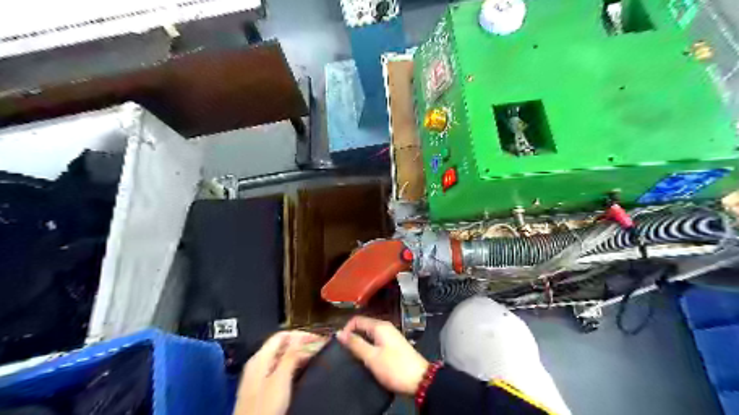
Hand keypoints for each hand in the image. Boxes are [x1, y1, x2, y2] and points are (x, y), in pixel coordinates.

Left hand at [233, 330, 324, 414]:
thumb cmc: (263, 409)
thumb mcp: (281, 379)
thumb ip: (290, 356)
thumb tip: (300, 337)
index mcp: (260, 358)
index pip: (282, 335)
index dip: (301, 335)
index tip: (317, 338)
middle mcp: (257, 363)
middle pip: (281, 345)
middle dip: (301, 343)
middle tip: (318, 347)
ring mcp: (258, 375)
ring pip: (281, 356)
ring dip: (298, 354)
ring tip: (314, 356)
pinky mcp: (261, 387)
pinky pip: (279, 367)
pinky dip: (292, 364)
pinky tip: (301, 370)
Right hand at [338, 317, 429, 392]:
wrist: (420, 380)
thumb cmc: (394, 367)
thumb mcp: (372, 357)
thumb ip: (355, 344)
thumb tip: (339, 333)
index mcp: (379, 326)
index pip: (357, 320)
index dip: (346, 330)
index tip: (340, 345)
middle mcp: (385, 327)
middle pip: (363, 326)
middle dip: (353, 337)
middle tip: (345, 353)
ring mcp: (390, 336)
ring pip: (369, 335)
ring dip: (360, 343)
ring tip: (354, 358)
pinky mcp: (393, 345)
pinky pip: (376, 341)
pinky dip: (368, 347)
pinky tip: (366, 359)